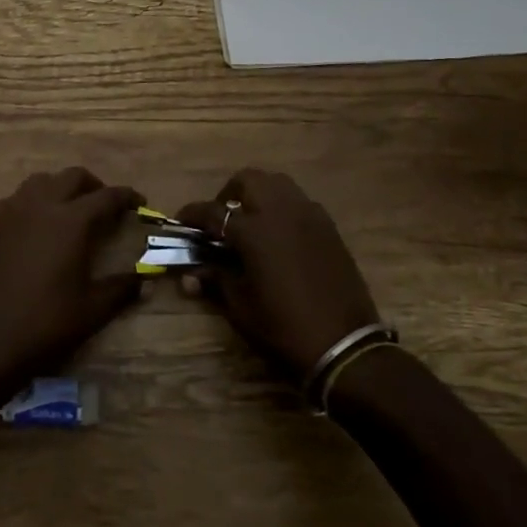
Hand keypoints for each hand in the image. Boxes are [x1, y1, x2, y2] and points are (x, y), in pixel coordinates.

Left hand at [0, 168, 144, 393]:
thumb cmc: (45, 324)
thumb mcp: (92, 310)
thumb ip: (121, 288)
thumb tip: (144, 280)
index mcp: (71, 221)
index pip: (107, 197)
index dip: (127, 197)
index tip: (140, 202)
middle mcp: (41, 205)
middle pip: (73, 177)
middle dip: (95, 186)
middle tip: (106, 207)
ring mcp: (12, 210)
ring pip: (43, 181)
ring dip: (62, 188)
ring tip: (72, 210)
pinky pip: (18, 197)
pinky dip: (35, 200)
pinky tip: (38, 225)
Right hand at [178, 169, 380, 380]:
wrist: (345, 346)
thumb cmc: (284, 328)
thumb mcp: (241, 307)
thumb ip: (215, 280)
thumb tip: (189, 275)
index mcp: (254, 231)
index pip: (213, 211)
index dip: (192, 214)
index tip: (180, 220)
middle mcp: (281, 212)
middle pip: (248, 180)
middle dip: (228, 193)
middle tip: (220, 219)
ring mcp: (309, 216)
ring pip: (277, 184)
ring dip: (258, 194)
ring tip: (249, 220)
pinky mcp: (328, 227)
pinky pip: (299, 202)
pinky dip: (283, 207)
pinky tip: (279, 234)